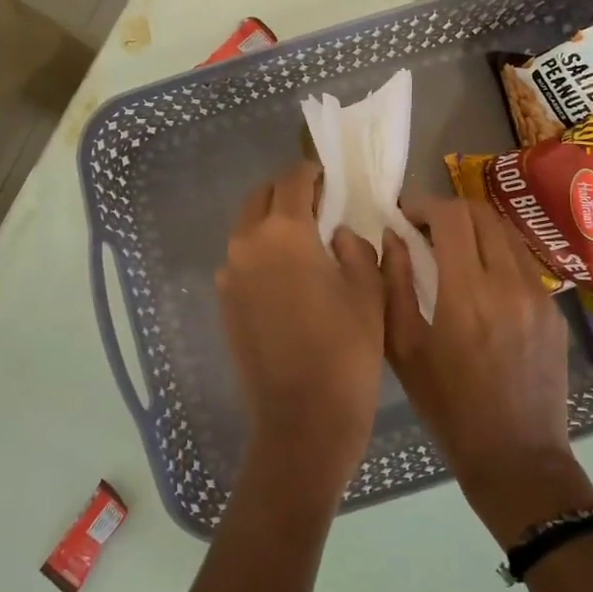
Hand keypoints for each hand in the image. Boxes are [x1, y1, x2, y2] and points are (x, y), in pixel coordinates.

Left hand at [216, 162, 385, 494]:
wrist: (302, 418)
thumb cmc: (347, 351)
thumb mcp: (368, 291)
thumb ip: (354, 248)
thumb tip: (336, 234)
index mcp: (284, 233)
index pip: (292, 180)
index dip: (313, 173)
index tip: (329, 178)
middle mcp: (247, 245)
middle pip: (260, 198)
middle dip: (287, 192)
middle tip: (317, 204)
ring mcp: (229, 275)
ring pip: (246, 228)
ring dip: (270, 222)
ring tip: (303, 240)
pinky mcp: (224, 303)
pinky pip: (241, 260)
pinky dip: (260, 252)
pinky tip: (287, 275)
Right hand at [382, 197, 592, 542]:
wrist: (516, 455)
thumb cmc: (448, 407)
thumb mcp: (404, 348)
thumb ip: (393, 284)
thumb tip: (391, 237)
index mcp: (468, 292)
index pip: (452, 217)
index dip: (425, 204)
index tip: (404, 214)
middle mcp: (509, 282)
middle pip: (483, 214)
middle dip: (450, 211)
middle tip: (424, 227)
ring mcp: (539, 294)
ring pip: (506, 234)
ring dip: (475, 229)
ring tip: (451, 248)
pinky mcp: (554, 310)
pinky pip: (522, 261)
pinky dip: (496, 253)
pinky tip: (480, 278)